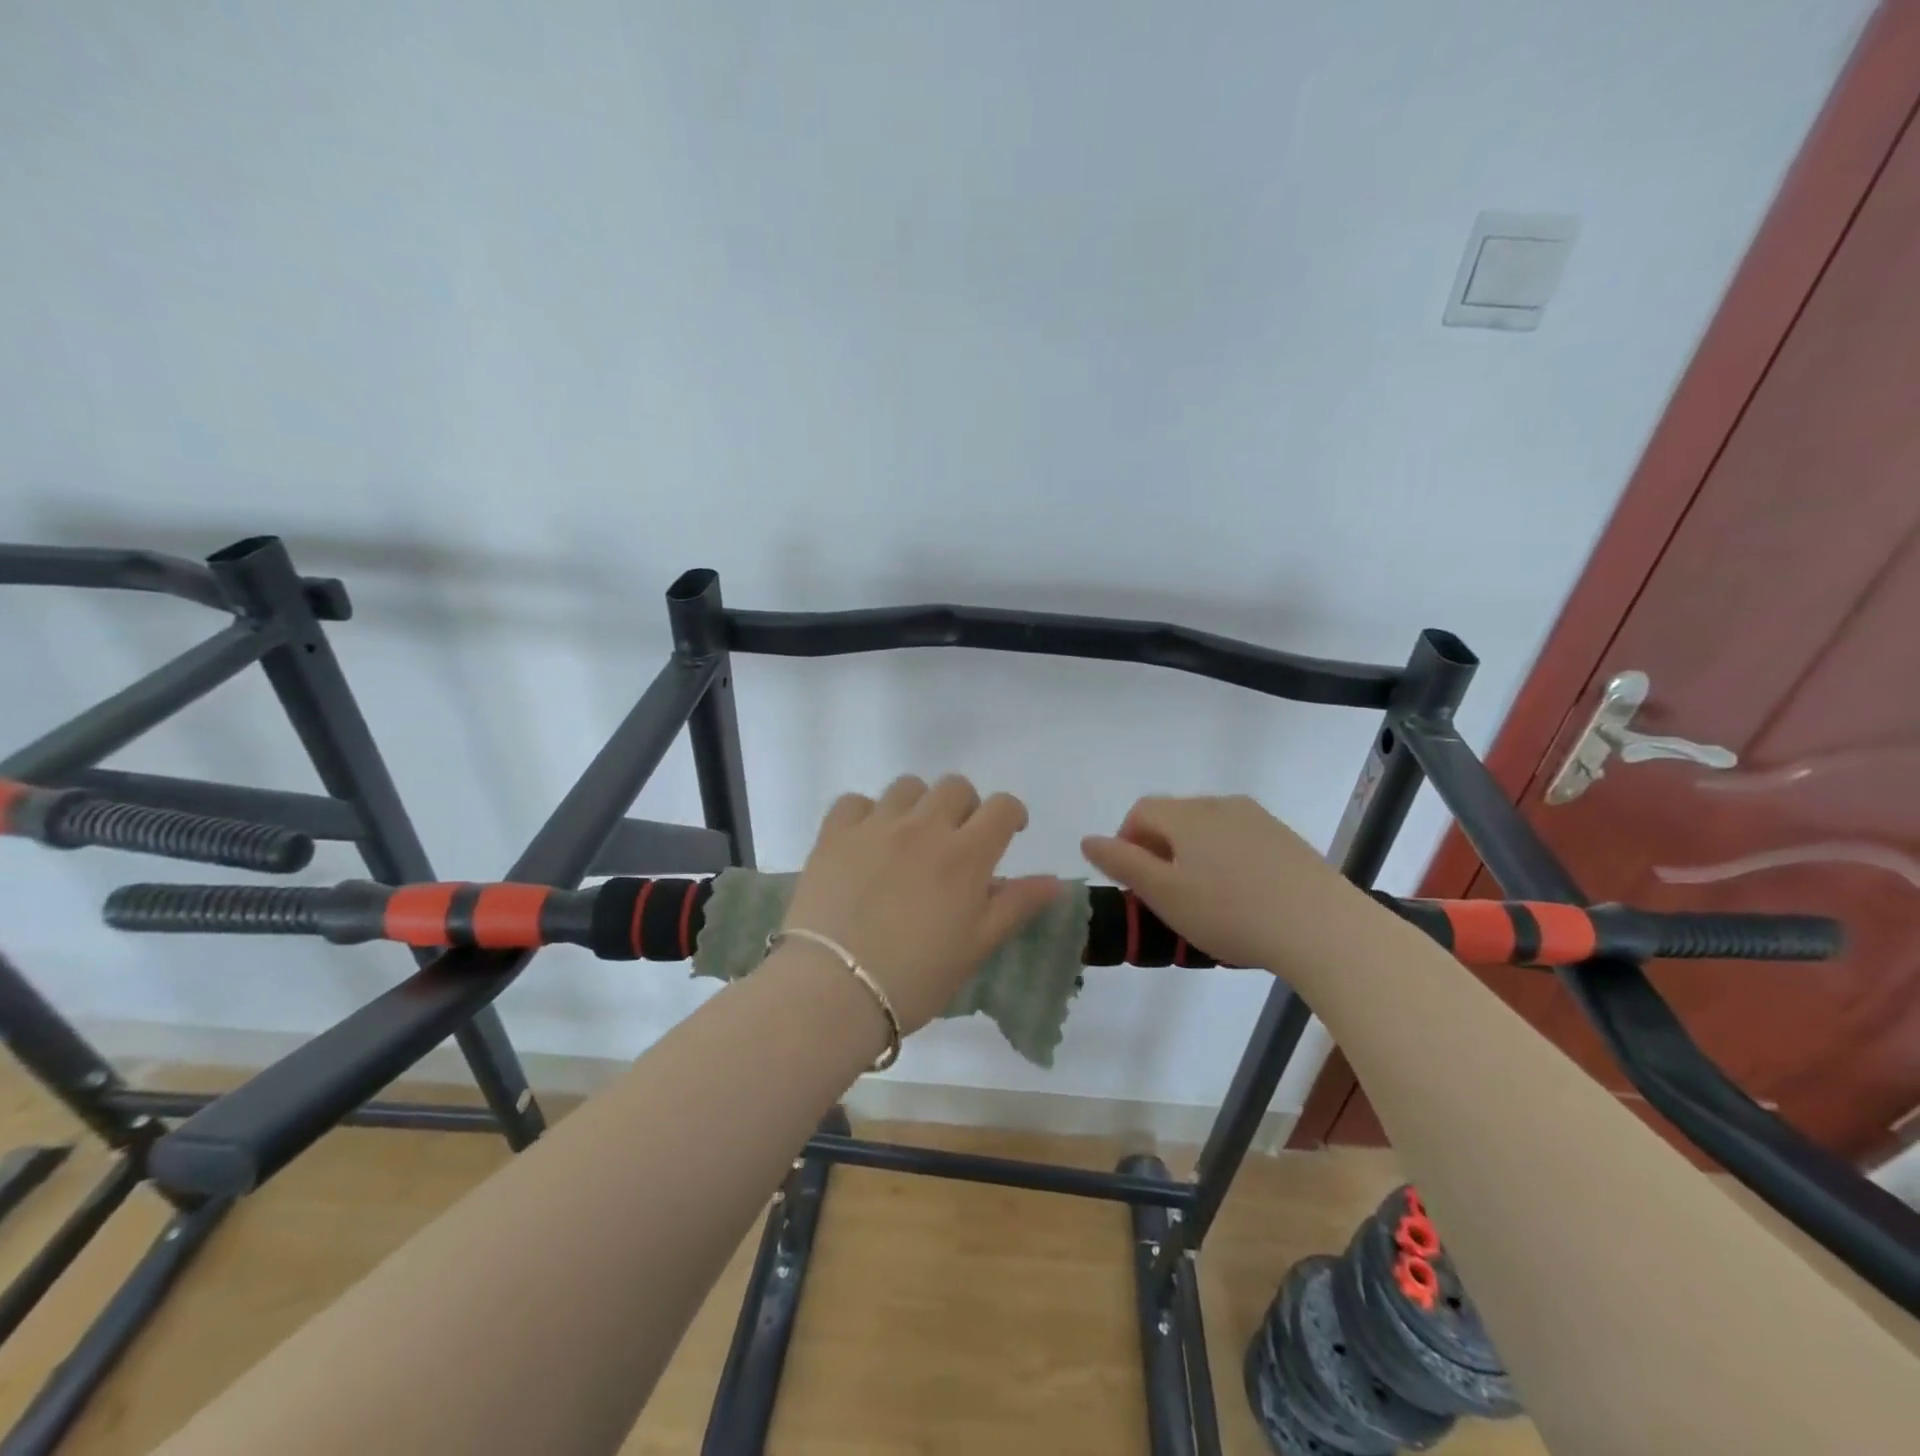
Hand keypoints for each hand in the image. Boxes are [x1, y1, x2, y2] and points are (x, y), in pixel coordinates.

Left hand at [781, 775, 1062, 1033]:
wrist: (832, 990)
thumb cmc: (915, 978)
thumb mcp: (975, 947)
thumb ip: (1015, 906)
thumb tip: (1055, 881)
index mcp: (965, 855)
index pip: (1002, 807)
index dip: (1012, 814)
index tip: (1009, 832)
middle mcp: (923, 827)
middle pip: (955, 786)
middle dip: (965, 806)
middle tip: (957, 840)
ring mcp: (875, 826)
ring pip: (907, 786)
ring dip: (918, 804)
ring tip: (910, 838)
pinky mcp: (834, 834)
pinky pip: (855, 801)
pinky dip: (866, 813)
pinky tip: (866, 841)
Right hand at [1081, 795, 1364, 970]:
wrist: (1322, 927)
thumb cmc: (1230, 911)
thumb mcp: (1164, 894)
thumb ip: (1122, 864)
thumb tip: (1088, 839)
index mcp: (1186, 814)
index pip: (1141, 811)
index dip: (1127, 841)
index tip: (1134, 882)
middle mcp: (1220, 804)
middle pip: (1175, 817)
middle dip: (1160, 849)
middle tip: (1166, 895)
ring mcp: (1258, 818)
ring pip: (1209, 829)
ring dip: (1194, 854)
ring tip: (1205, 899)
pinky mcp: (1286, 838)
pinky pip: (1241, 840)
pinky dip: (1228, 860)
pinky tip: (1242, 897)